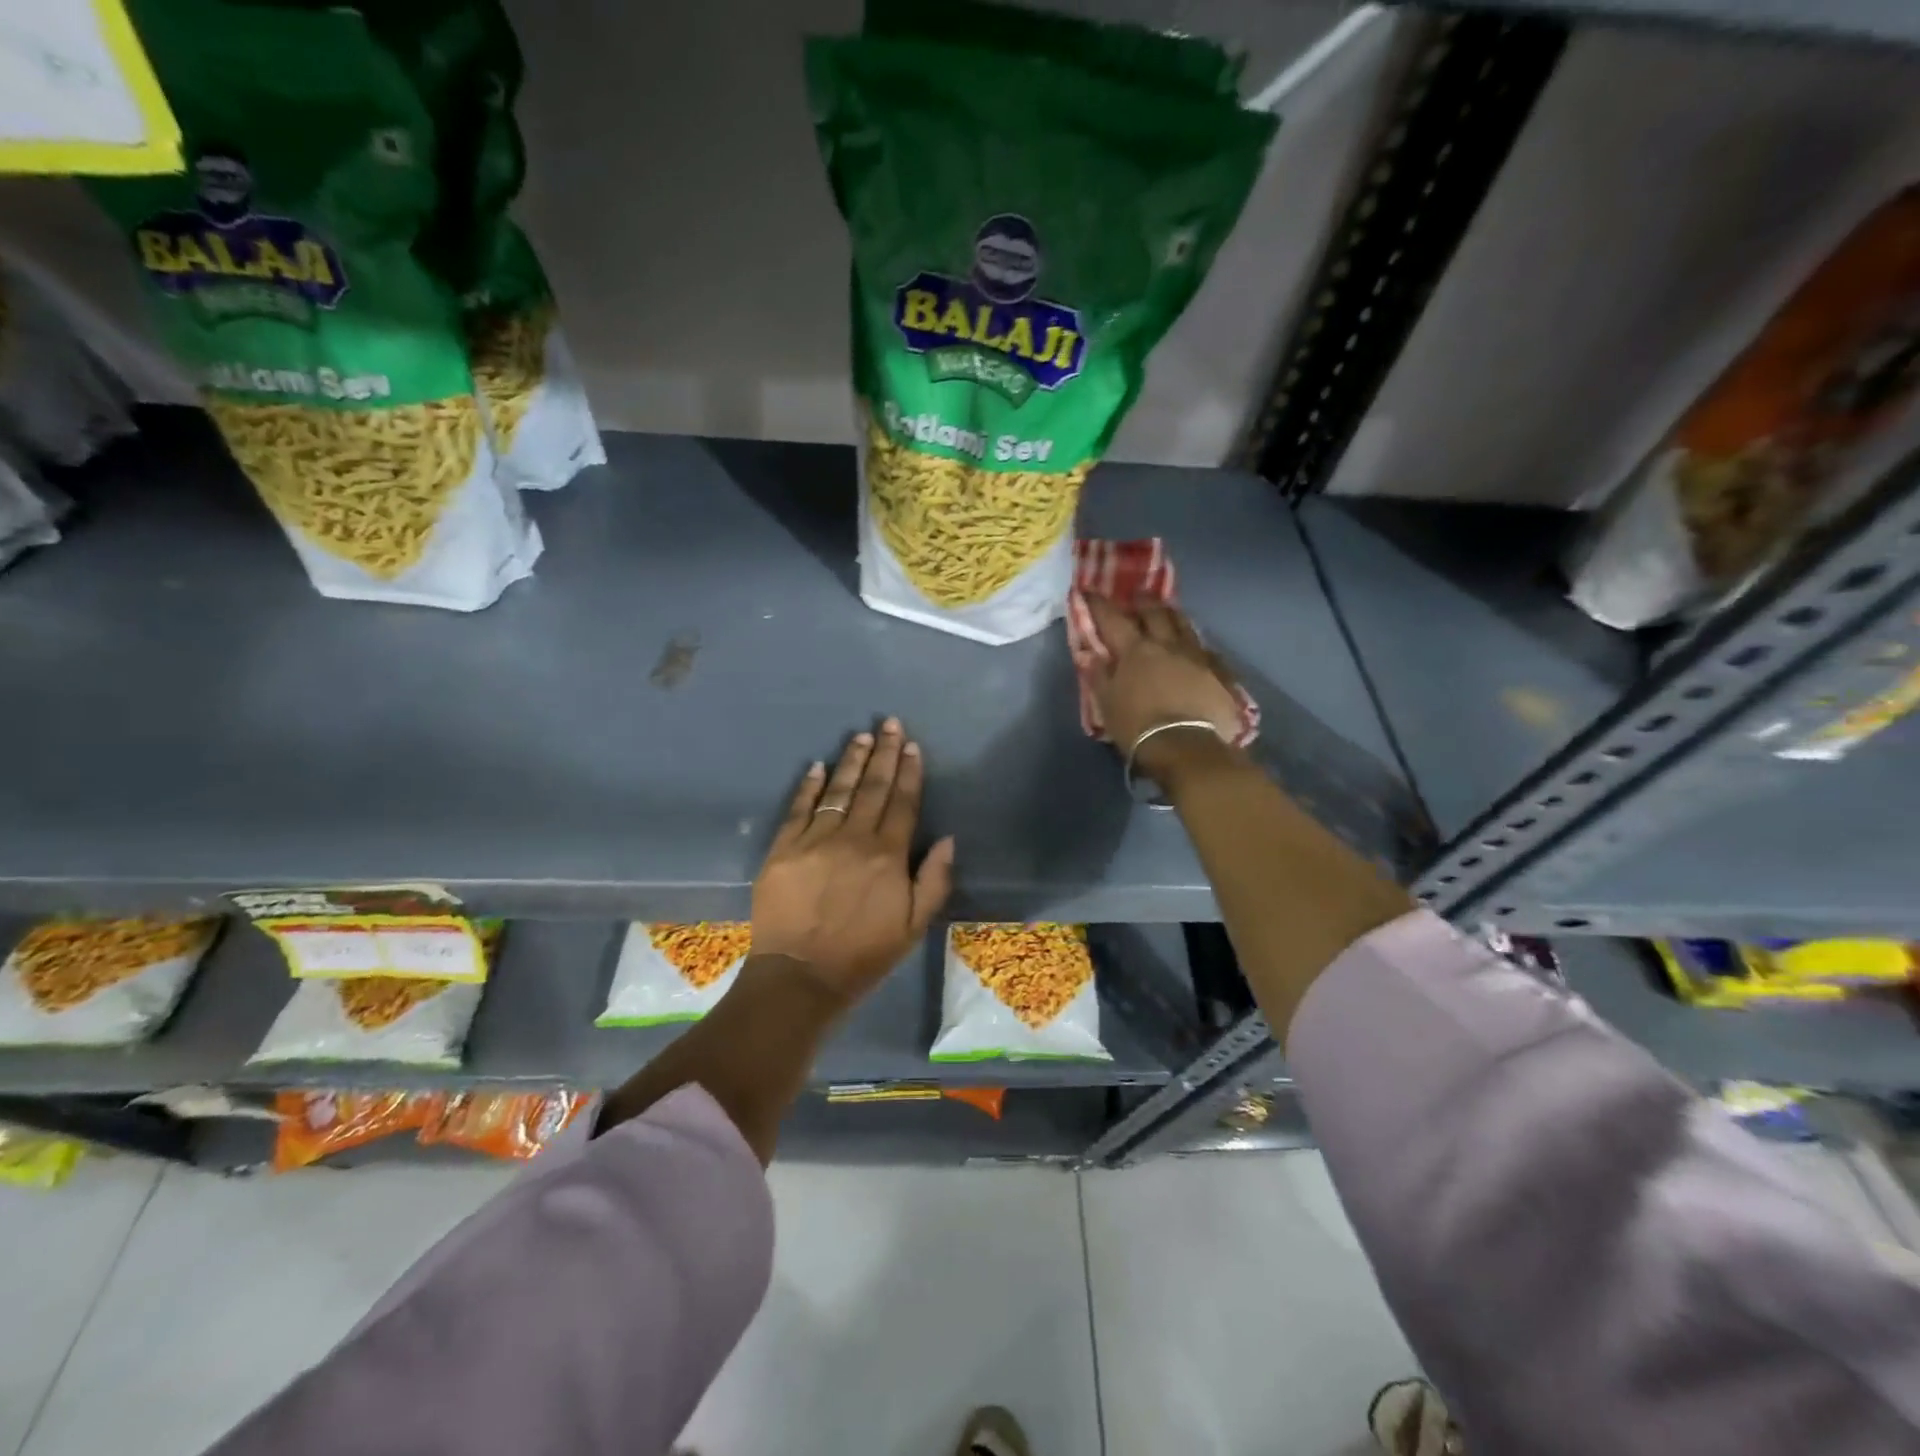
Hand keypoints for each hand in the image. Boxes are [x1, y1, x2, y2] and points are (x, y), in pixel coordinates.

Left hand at [751, 717, 954, 1006]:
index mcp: (888, 856)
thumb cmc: (863, 954)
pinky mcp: (783, 848)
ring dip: (851, 761)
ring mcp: (815, 840)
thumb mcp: (914, 926)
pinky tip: (817, 766)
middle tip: (889, 723)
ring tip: (861, 736)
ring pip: (838, 791)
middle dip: (884, 753)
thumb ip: (934, 880)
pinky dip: (809, 786)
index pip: (902, 803)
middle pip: (873, 788)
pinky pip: (798, 809)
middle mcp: (853, 838)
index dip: (909, 772)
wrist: (800, 976)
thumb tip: (948, 839)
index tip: (912, 746)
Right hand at [1083, 595, 1244, 783]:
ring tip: (1168, 612)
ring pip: (1185, 625)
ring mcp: (1196, 656)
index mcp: (1135, 650)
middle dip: (1143, 601)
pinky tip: (1197, 647)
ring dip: (1173, 615)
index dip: (1100, 604)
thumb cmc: (1138, 727)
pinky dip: (1197, 644)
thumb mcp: (1107, 704)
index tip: (1090, 591)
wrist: (1187, 747)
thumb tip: (1090, 654)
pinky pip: (1207, 649)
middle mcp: (1167, 645)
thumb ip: (1099, 676)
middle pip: (1155, 613)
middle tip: (1137, 596)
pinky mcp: (1219, 672)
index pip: (1113, 619)